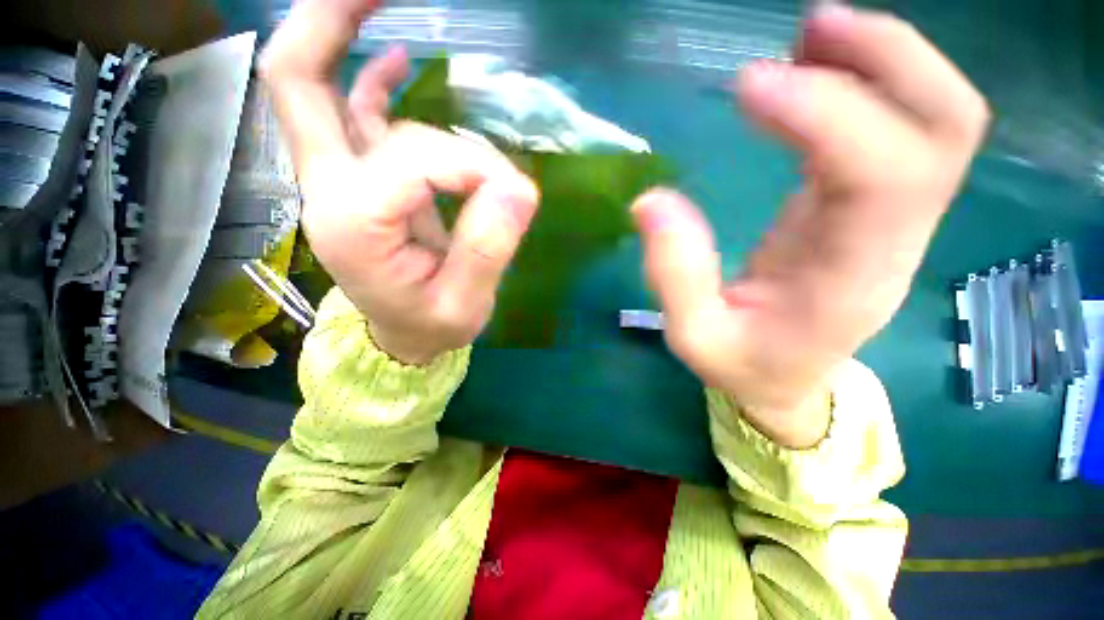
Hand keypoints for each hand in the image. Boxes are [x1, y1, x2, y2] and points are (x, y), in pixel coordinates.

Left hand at [261, 0, 538, 364]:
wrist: (404, 338)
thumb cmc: (432, 327)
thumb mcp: (466, 305)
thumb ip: (488, 250)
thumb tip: (519, 189)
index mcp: (355, 227)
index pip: (416, 159)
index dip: (474, 167)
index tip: (512, 195)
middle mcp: (330, 191)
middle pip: (299, 82)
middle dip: (332, 22)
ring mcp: (338, 182)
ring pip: (325, 90)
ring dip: (352, 40)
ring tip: (391, 7)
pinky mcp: (358, 182)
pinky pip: (350, 113)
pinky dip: (369, 77)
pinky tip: (398, 62)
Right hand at [632, 6, 989, 447]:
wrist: (787, 381)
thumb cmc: (742, 365)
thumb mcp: (695, 337)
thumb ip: (674, 276)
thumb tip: (651, 201)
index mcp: (848, 278)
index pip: (878, 173)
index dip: (824, 112)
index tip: (749, 85)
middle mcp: (891, 239)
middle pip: (945, 128)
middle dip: (889, 59)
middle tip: (809, 26)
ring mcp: (893, 219)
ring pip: (937, 120)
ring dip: (886, 60)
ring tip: (814, 33)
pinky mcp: (875, 208)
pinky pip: (905, 130)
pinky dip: (873, 83)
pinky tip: (821, 70)